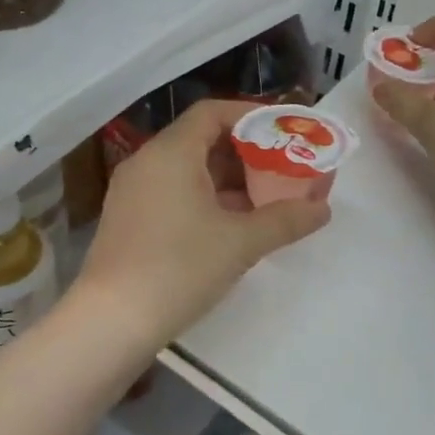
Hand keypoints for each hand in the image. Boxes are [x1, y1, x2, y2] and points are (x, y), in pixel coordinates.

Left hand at [74, 99, 330, 349]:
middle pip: (201, 140)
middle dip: (246, 153)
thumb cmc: (179, 268)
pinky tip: (233, 225)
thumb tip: (323, 209)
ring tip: (266, 198)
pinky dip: (206, 198)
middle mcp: (147, 162)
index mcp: (171, 153)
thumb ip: (285, 220)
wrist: (112, 322)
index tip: (282, 132)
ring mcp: (133, 192)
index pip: (212, 112)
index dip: (251, 116)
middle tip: (282, 168)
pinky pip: (173, 192)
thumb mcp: (241, 243)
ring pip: (188, 170)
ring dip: (228, 180)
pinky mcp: (129, 219)